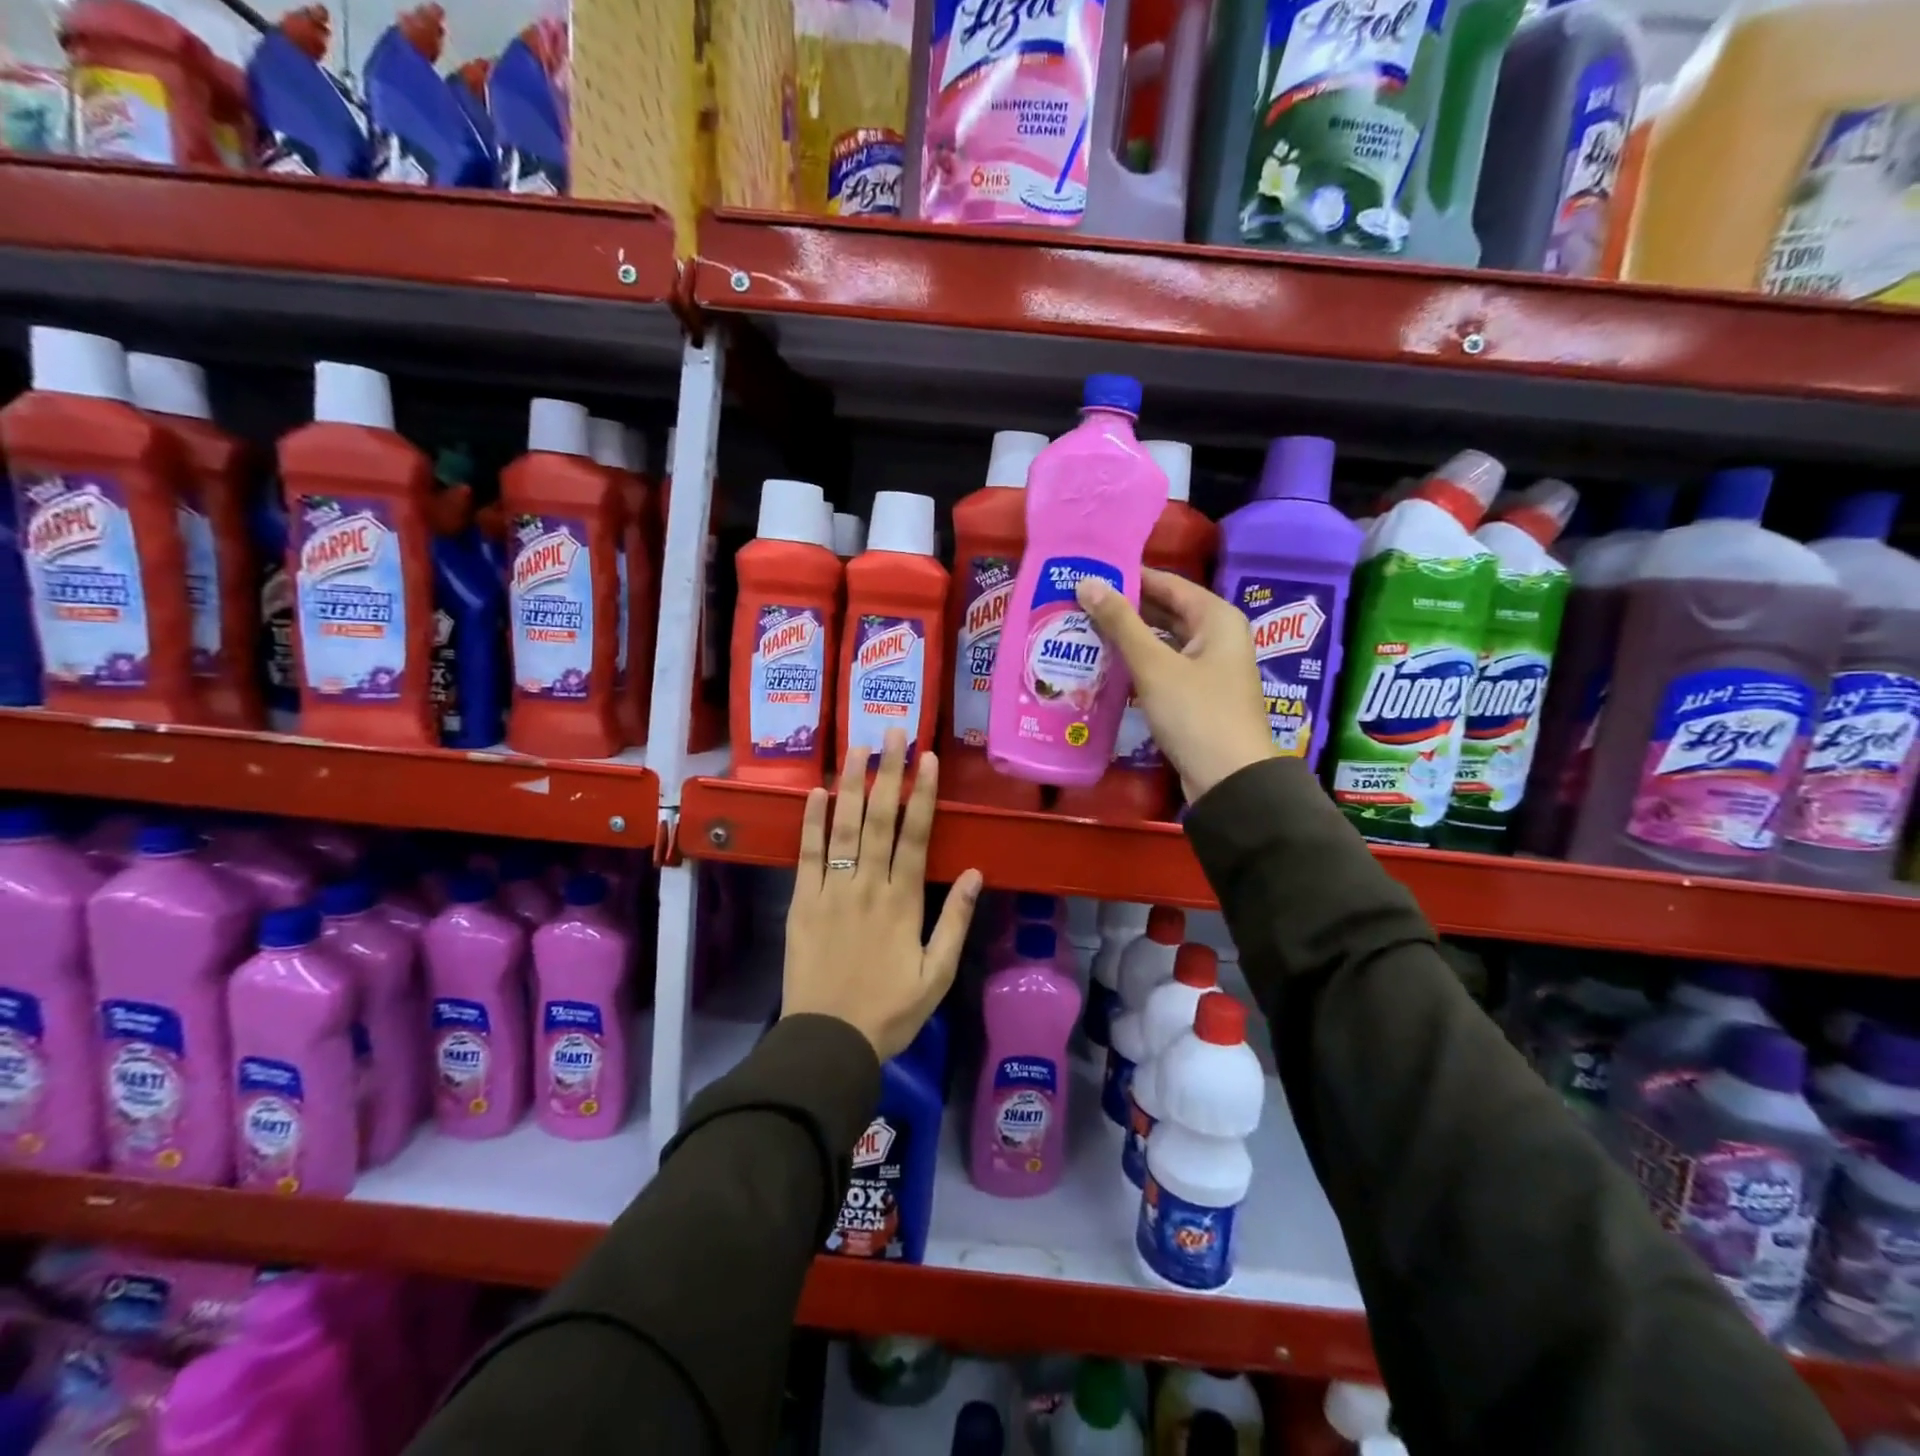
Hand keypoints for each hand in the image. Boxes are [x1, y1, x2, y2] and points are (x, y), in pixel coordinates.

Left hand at [781, 729, 982, 1062]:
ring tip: (856, 747)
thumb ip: (955, 921)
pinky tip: (816, 793)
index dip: (922, 795)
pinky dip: (811, 823)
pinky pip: (806, 856)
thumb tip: (974, 872)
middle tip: (893, 731)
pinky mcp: (801, 904)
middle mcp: (867, 887)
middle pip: (878, 820)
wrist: (829, 1041)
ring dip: (850, 785)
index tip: (926, 758)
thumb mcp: (936, 975)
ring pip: (842, 829)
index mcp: (903, 903)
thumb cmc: (889, 1011)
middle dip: (887, 773)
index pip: (914, 836)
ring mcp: (830, 892)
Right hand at [1076, 568, 1274, 801]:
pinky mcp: (1198, 695)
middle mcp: (1217, 636)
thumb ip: (1121, 623)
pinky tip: (1106, 665)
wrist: (1229, 779)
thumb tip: (1087, 582)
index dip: (1129, 577)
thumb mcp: (1154, 665)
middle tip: (1079, 602)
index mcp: (1216, 618)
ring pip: (1163, 641)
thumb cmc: (1196, 713)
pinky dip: (1138, 663)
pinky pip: (1164, 667)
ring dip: (1129, 637)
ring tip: (1084, 629)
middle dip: (1125, 608)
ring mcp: (1209, 668)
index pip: (1167, 583)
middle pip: (1166, 611)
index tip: (1089, 573)